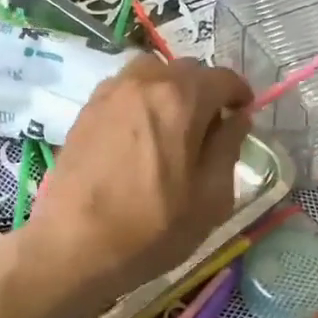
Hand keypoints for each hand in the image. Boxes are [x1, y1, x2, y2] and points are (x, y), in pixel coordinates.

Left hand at [23, 58, 251, 304]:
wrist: (74, 246)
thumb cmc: (152, 228)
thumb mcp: (211, 198)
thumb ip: (228, 148)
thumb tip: (237, 118)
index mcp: (181, 99)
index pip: (223, 78)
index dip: (239, 95)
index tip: (243, 116)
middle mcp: (144, 83)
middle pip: (186, 70)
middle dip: (205, 92)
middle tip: (209, 129)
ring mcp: (109, 93)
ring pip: (151, 75)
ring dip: (170, 91)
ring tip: (171, 128)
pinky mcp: (85, 111)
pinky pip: (123, 90)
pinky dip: (140, 101)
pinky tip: (139, 137)